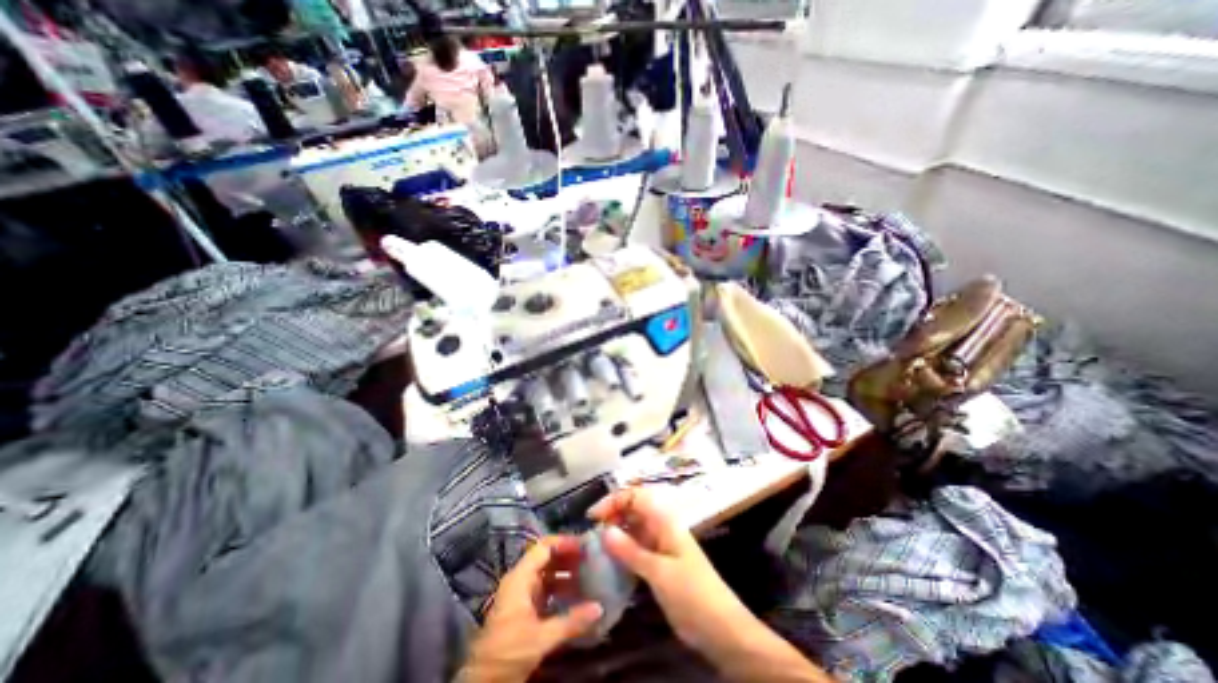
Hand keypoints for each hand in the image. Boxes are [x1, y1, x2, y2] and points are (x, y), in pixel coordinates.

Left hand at [456, 535, 602, 679]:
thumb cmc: (508, 652)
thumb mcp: (541, 638)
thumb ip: (571, 622)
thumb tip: (599, 607)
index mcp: (520, 578)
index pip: (544, 547)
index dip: (564, 543)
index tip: (585, 545)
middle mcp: (521, 580)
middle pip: (547, 558)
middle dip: (569, 557)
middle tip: (591, 558)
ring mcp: (522, 594)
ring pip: (548, 574)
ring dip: (567, 574)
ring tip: (589, 575)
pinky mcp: (525, 608)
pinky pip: (546, 590)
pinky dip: (561, 589)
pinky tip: (578, 595)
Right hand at [588, 492, 753, 651]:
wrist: (721, 629)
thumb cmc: (693, 594)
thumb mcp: (659, 572)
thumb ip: (631, 551)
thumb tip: (604, 531)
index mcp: (664, 520)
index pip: (635, 496)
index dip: (613, 501)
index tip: (593, 518)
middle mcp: (661, 527)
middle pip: (633, 510)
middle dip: (612, 515)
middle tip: (591, 533)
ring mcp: (660, 545)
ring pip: (633, 529)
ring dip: (615, 534)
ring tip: (595, 548)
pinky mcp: (659, 563)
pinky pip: (636, 548)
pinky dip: (622, 551)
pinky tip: (609, 563)